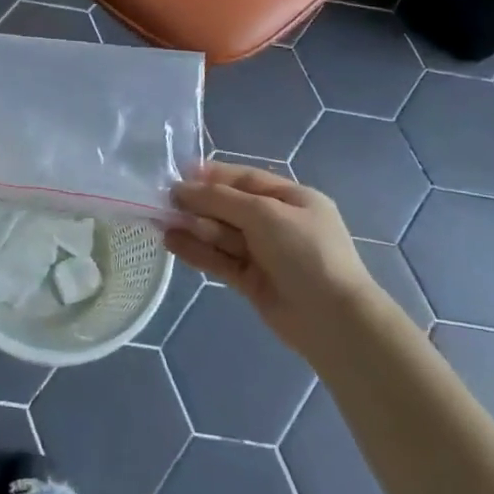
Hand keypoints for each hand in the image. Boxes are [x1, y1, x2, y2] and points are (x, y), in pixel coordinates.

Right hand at [168, 162, 380, 353]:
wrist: (332, 319)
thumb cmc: (305, 252)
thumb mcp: (264, 214)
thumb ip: (220, 200)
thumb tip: (182, 189)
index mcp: (292, 198)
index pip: (247, 179)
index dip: (214, 175)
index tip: (180, 173)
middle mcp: (278, 223)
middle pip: (231, 207)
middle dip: (200, 203)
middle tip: (165, 201)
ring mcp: (265, 254)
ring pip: (223, 234)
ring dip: (194, 227)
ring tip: (161, 222)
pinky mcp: (252, 281)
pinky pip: (220, 260)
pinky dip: (197, 251)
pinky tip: (172, 242)